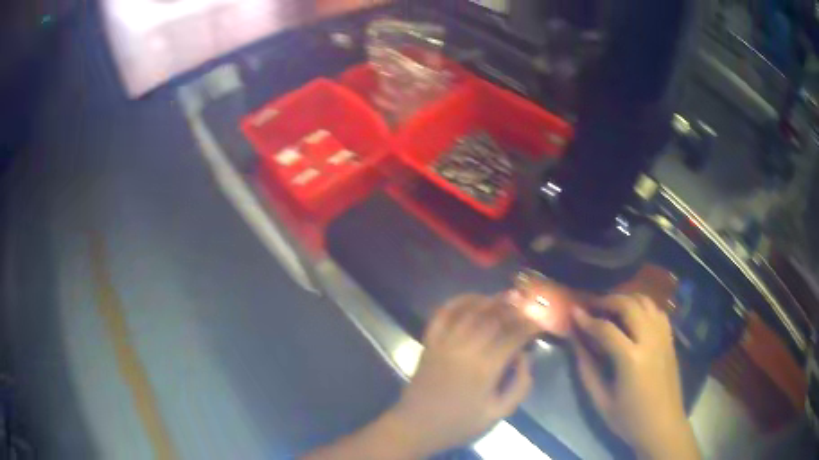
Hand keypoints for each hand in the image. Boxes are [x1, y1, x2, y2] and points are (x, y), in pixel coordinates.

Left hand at [390, 294, 540, 455]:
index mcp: (485, 370)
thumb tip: (525, 356)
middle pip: (493, 319)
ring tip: (506, 296)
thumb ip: (519, 385)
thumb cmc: (460, 424)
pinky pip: (442, 315)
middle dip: (513, 309)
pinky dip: (457, 302)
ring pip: (470, 312)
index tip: (540, 323)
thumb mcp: (498, 413)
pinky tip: (472, 298)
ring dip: (490, 301)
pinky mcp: (429, 343)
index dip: (529, 327)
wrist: (416, 427)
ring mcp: (444, 344)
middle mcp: (465, 350)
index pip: (513, 337)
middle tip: (527, 305)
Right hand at [571, 294, 699, 459]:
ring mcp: (663, 337)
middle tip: (592, 305)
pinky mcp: (670, 339)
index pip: (606, 329)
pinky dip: (643, 306)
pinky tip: (633, 316)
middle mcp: (650, 340)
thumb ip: (587, 370)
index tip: (573, 312)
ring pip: (646, 301)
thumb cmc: (629, 419)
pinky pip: (657, 311)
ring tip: (611, 307)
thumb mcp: (601, 401)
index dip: (587, 319)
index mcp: (631, 359)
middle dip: (608, 300)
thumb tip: (576, 343)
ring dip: (626, 299)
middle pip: (629, 305)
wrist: (663, 426)